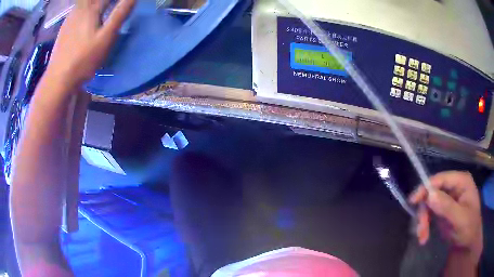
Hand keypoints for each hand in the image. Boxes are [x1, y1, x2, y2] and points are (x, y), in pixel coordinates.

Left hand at [45, 0, 135, 88]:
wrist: (59, 79)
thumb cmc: (84, 59)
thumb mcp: (106, 37)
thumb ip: (120, 13)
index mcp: (92, 8)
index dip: (119, 0)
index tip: (123, 4)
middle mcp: (80, 9)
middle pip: (93, 0)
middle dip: (104, 3)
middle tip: (109, 7)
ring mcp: (70, 18)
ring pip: (84, 3)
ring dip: (93, 4)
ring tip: (100, 10)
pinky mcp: (64, 28)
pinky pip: (76, 10)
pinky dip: (84, 9)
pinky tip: (85, 16)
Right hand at [409, 171, 482, 263]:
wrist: (468, 244)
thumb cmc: (469, 228)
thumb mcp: (460, 219)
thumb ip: (447, 207)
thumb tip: (430, 195)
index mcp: (461, 181)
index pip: (441, 179)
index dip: (426, 188)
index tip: (413, 201)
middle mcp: (454, 186)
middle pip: (433, 192)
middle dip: (425, 211)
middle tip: (420, 230)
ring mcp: (448, 198)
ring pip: (429, 204)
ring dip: (424, 221)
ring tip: (422, 237)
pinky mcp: (443, 210)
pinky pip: (430, 214)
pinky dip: (425, 225)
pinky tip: (424, 237)